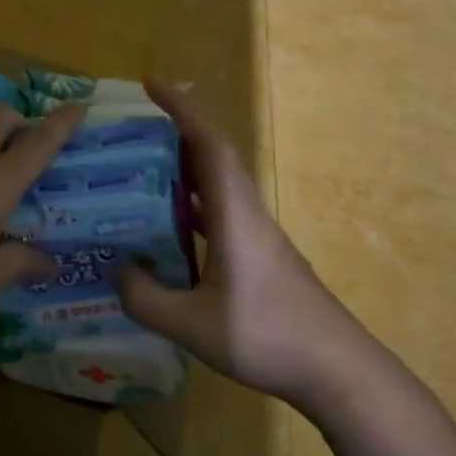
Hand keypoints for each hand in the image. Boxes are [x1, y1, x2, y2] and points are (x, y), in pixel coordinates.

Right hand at [119, 82, 380, 415]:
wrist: (338, 372)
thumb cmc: (266, 336)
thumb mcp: (190, 324)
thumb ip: (144, 296)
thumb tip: (117, 269)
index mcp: (234, 214)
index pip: (209, 143)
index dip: (181, 108)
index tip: (151, 84)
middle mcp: (247, 214)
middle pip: (214, 156)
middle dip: (176, 133)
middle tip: (132, 131)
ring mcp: (258, 236)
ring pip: (218, 186)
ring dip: (183, 170)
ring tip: (140, 173)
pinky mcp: (261, 257)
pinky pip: (220, 214)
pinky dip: (192, 205)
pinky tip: (169, 229)